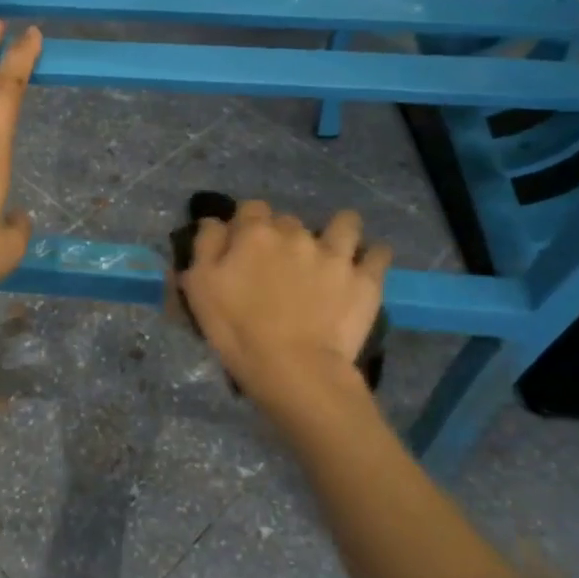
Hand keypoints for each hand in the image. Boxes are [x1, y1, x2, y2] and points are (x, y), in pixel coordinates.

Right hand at [178, 200, 392, 408]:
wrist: (294, 369)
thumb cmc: (237, 330)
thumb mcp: (199, 287)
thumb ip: (206, 245)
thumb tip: (215, 222)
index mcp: (255, 233)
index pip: (250, 208)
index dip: (245, 224)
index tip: (241, 246)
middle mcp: (297, 234)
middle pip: (289, 220)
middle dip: (283, 235)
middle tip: (277, 265)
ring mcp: (336, 254)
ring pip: (345, 224)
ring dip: (338, 231)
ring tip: (332, 251)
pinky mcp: (365, 279)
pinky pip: (378, 253)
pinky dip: (372, 256)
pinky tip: (365, 266)